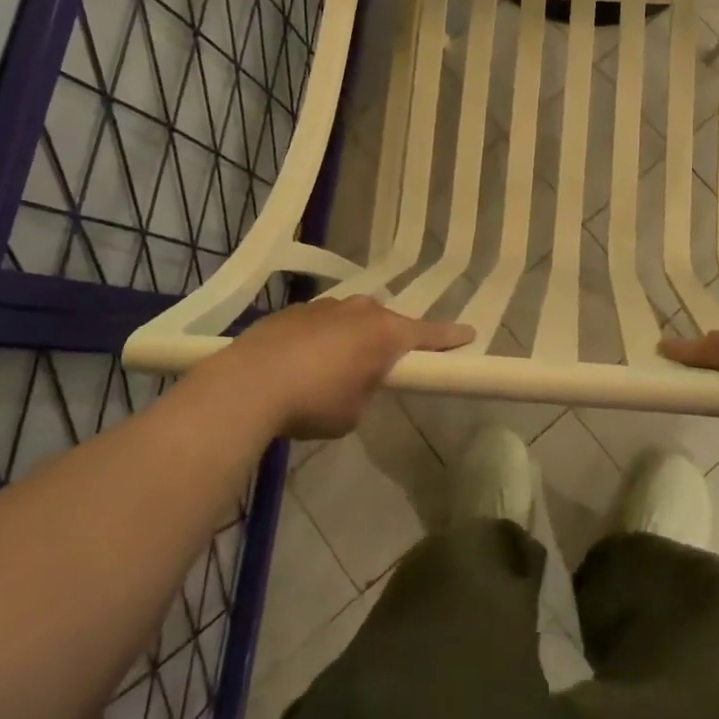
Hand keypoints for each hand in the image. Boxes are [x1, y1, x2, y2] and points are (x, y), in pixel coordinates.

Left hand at [218, 296, 472, 439]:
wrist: (250, 383)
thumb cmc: (315, 402)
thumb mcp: (354, 412)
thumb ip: (367, 391)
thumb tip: (355, 382)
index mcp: (386, 334)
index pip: (429, 334)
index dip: (450, 337)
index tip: (468, 334)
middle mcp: (361, 311)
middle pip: (386, 323)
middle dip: (388, 341)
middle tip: (380, 367)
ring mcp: (326, 306)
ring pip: (350, 320)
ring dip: (350, 339)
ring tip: (331, 371)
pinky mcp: (294, 311)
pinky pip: (320, 324)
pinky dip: (319, 340)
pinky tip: (299, 364)